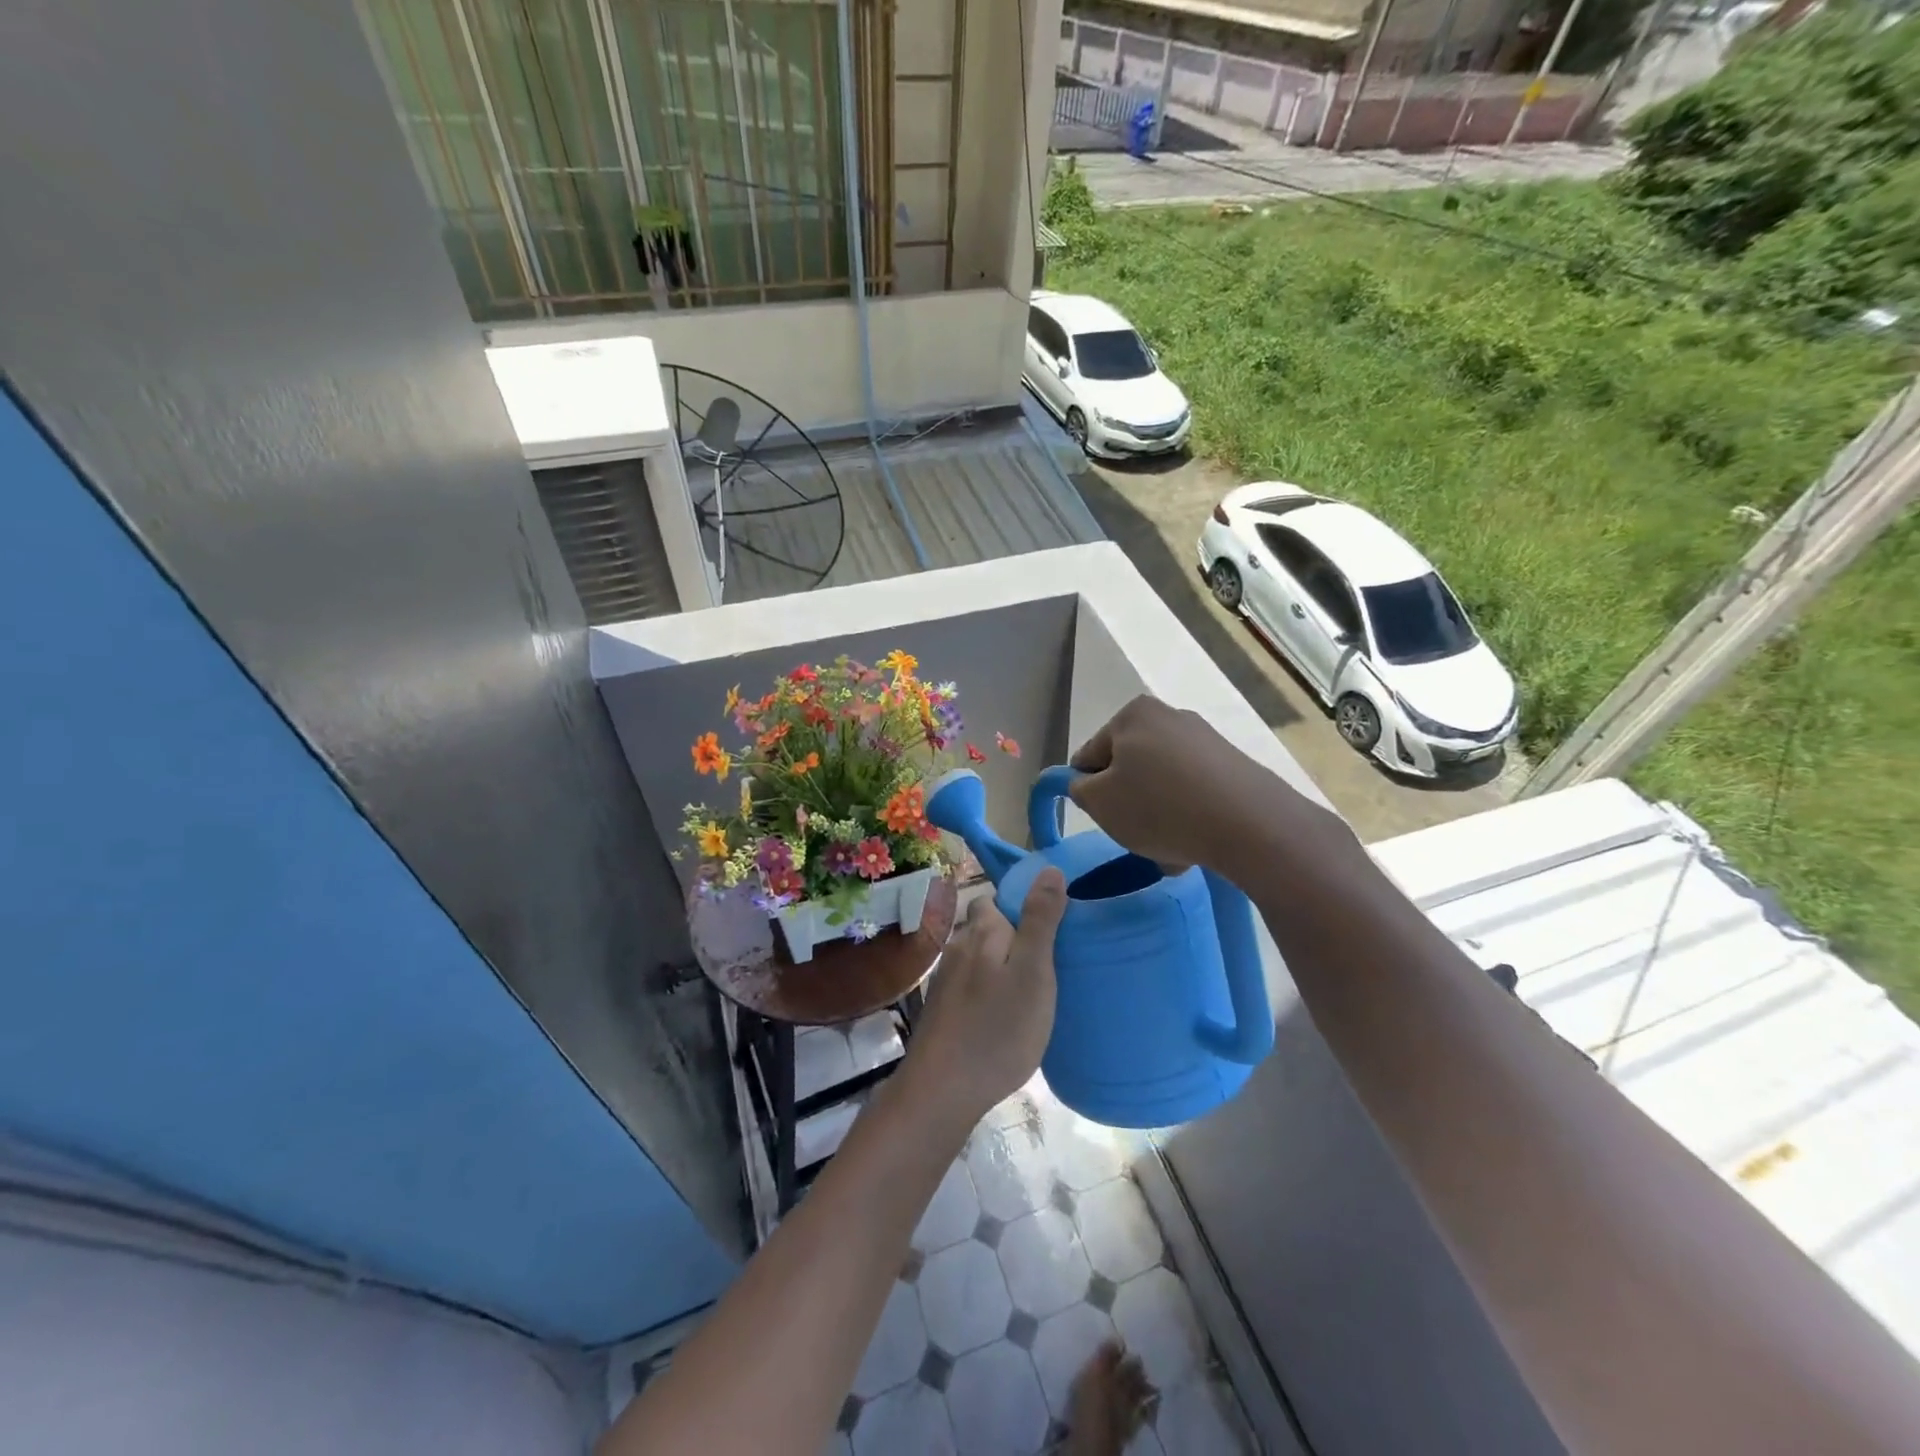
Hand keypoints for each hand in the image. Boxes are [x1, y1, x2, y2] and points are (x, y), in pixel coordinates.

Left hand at [904, 869, 1067, 1124]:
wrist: (942, 1089)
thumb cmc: (998, 1029)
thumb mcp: (1033, 972)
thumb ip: (1040, 920)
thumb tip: (1049, 869)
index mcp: (982, 931)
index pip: (996, 899)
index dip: (1020, 907)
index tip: (1048, 929)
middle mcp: (958, 946)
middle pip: (986, 928)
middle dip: (1011, 937)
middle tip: (1044, 966)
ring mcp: (945, 979)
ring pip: (977, 958)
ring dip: (999, 966)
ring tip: (1027, 992)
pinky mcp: (941, 1009)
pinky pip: (970, 986)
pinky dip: (986, 992)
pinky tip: (1001, 1016)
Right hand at [1068, 695, 1348, 874]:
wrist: (1249, 824)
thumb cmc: (1159, 807)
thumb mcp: (1098, 802)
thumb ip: (1078, 789)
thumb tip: (1085, 782)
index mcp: (1132, 714)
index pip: (1090, 756)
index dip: (1089, 791)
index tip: (1105, 819)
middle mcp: (1170, 716)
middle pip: (1129, 768)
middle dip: (1129, 803)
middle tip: (1135, 836)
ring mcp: (1206, 739)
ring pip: (1162, 784)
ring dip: (1158, 814)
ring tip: (1170, 849)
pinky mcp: (1233, 764)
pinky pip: (1194, 792)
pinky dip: (1188, 815)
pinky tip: (1195, 843)